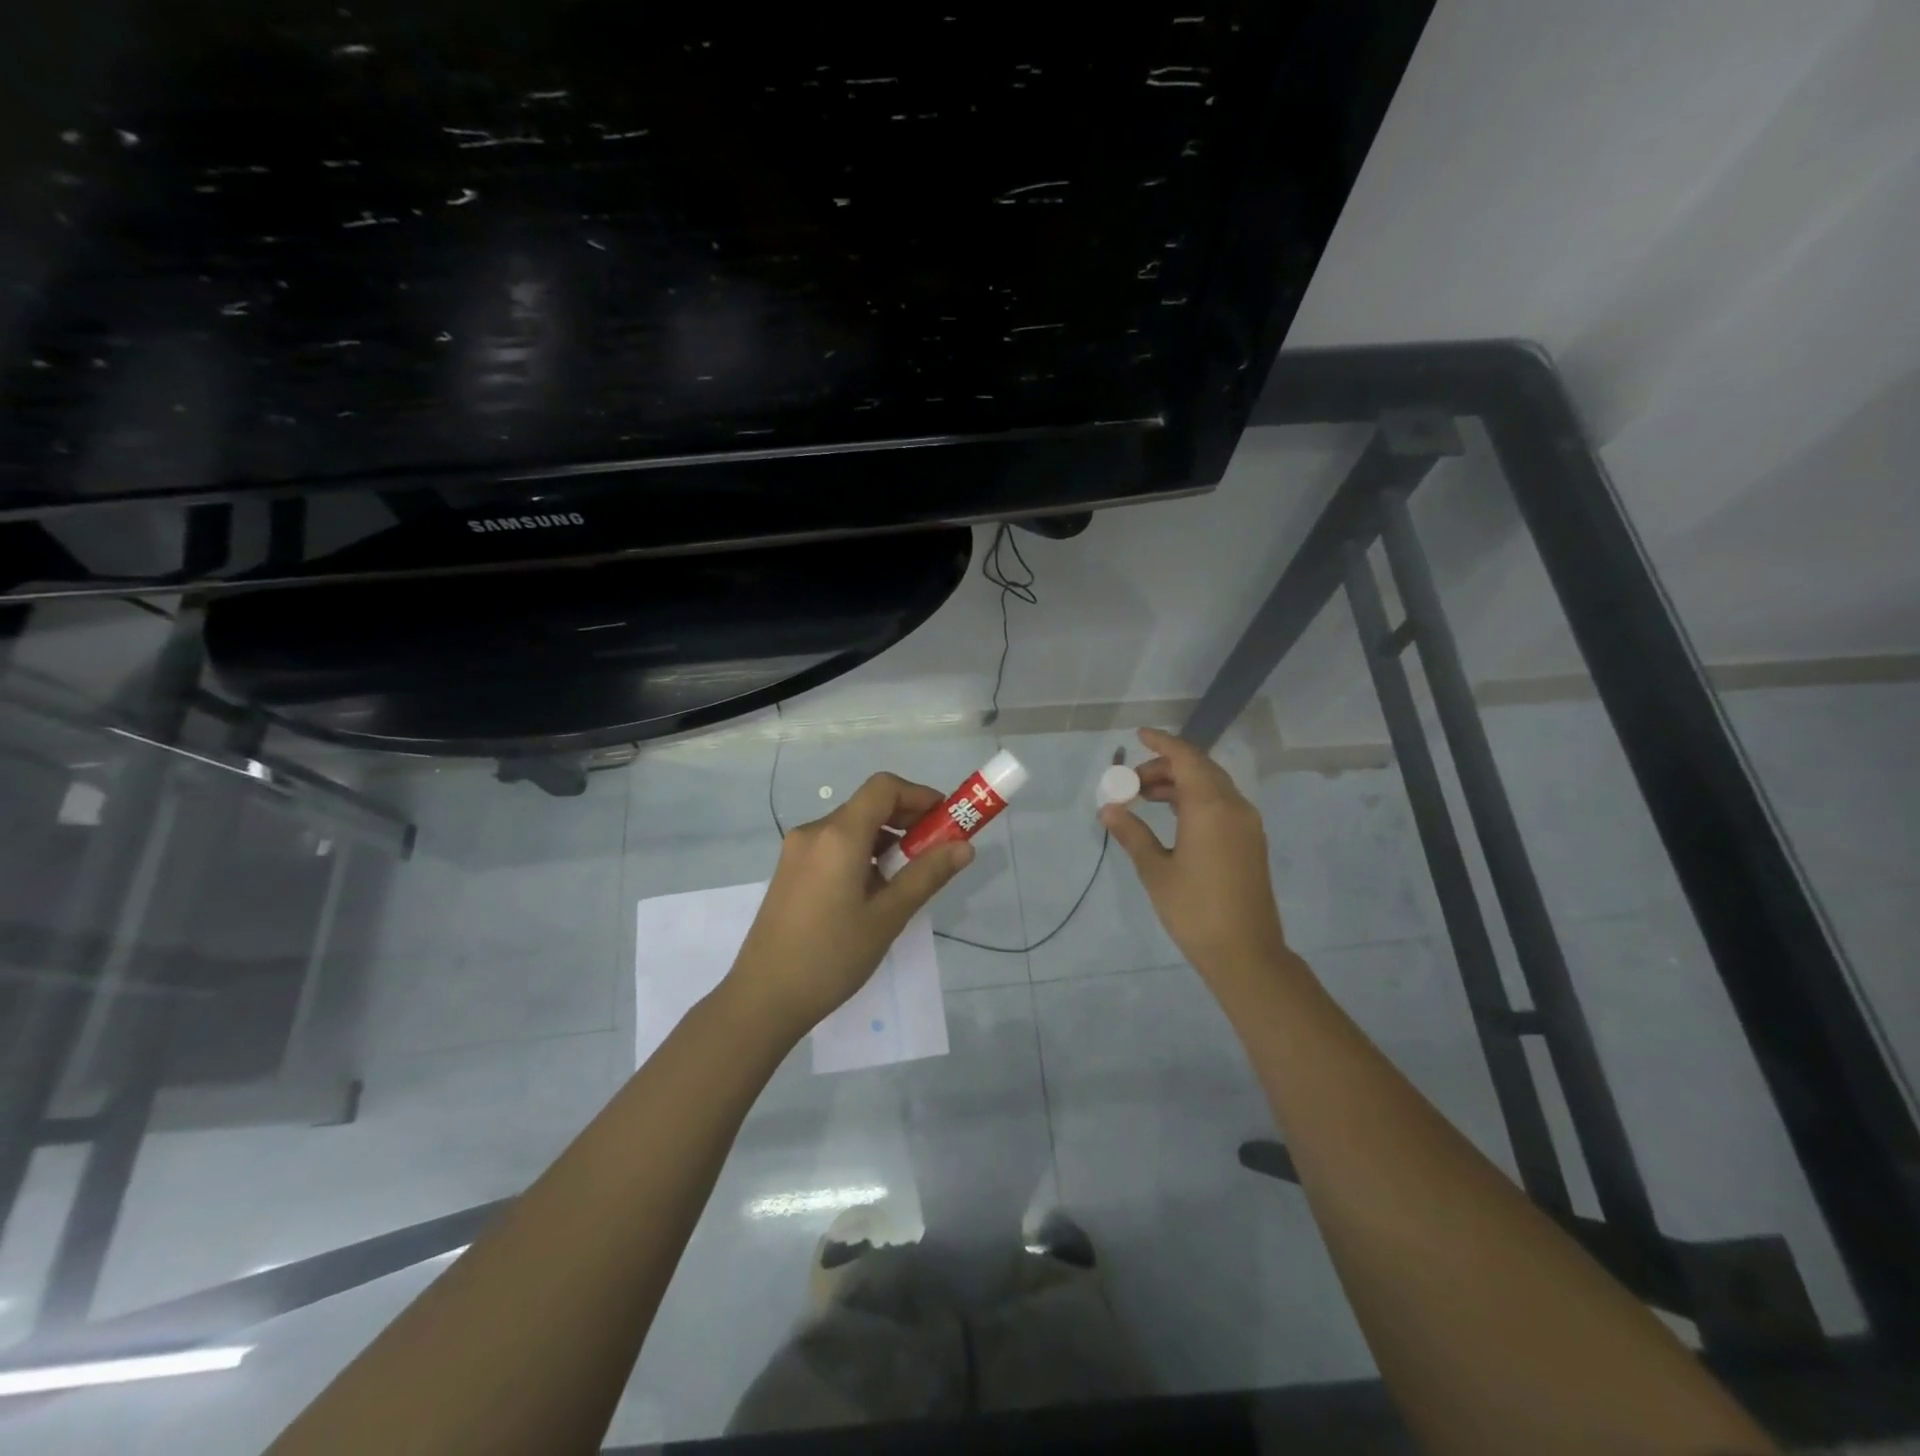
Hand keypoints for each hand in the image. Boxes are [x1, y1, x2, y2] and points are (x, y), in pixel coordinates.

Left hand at [727, 772, 973, 1039]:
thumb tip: (964, 847)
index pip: (884, 788)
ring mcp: (797, 851)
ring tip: (907, 877)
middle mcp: (814, 832)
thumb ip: (926, 875)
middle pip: (868, 805)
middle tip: (935, 850)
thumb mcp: (888, 916)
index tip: (945, 820)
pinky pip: (833, 846)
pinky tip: (873, 890)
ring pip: (851, 827)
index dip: (919, 795)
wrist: (764, 997)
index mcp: (839, 835)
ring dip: (885, 838)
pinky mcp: (790, 870)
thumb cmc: (831, 956)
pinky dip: (861, 852)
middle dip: (907, 819)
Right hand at [1100, 728, 1290, 983]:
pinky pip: (1221, 804)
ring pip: (1212, 786)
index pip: (1186, 759)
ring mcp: (1247, 824)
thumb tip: (1109, 810)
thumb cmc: (1194, 910)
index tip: (1139, 736)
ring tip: (1144, 798)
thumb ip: (1132, 834)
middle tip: (1131, 781)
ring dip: (1180, 784)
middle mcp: (1234, 807)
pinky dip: (1195, 799)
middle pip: (1199, 769)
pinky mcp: (1250, 841)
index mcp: (1210, 808)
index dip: (1162, 743)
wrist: (1245, 953)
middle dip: (1165, 767)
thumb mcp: (1155, 871)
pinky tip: (1172, 815)